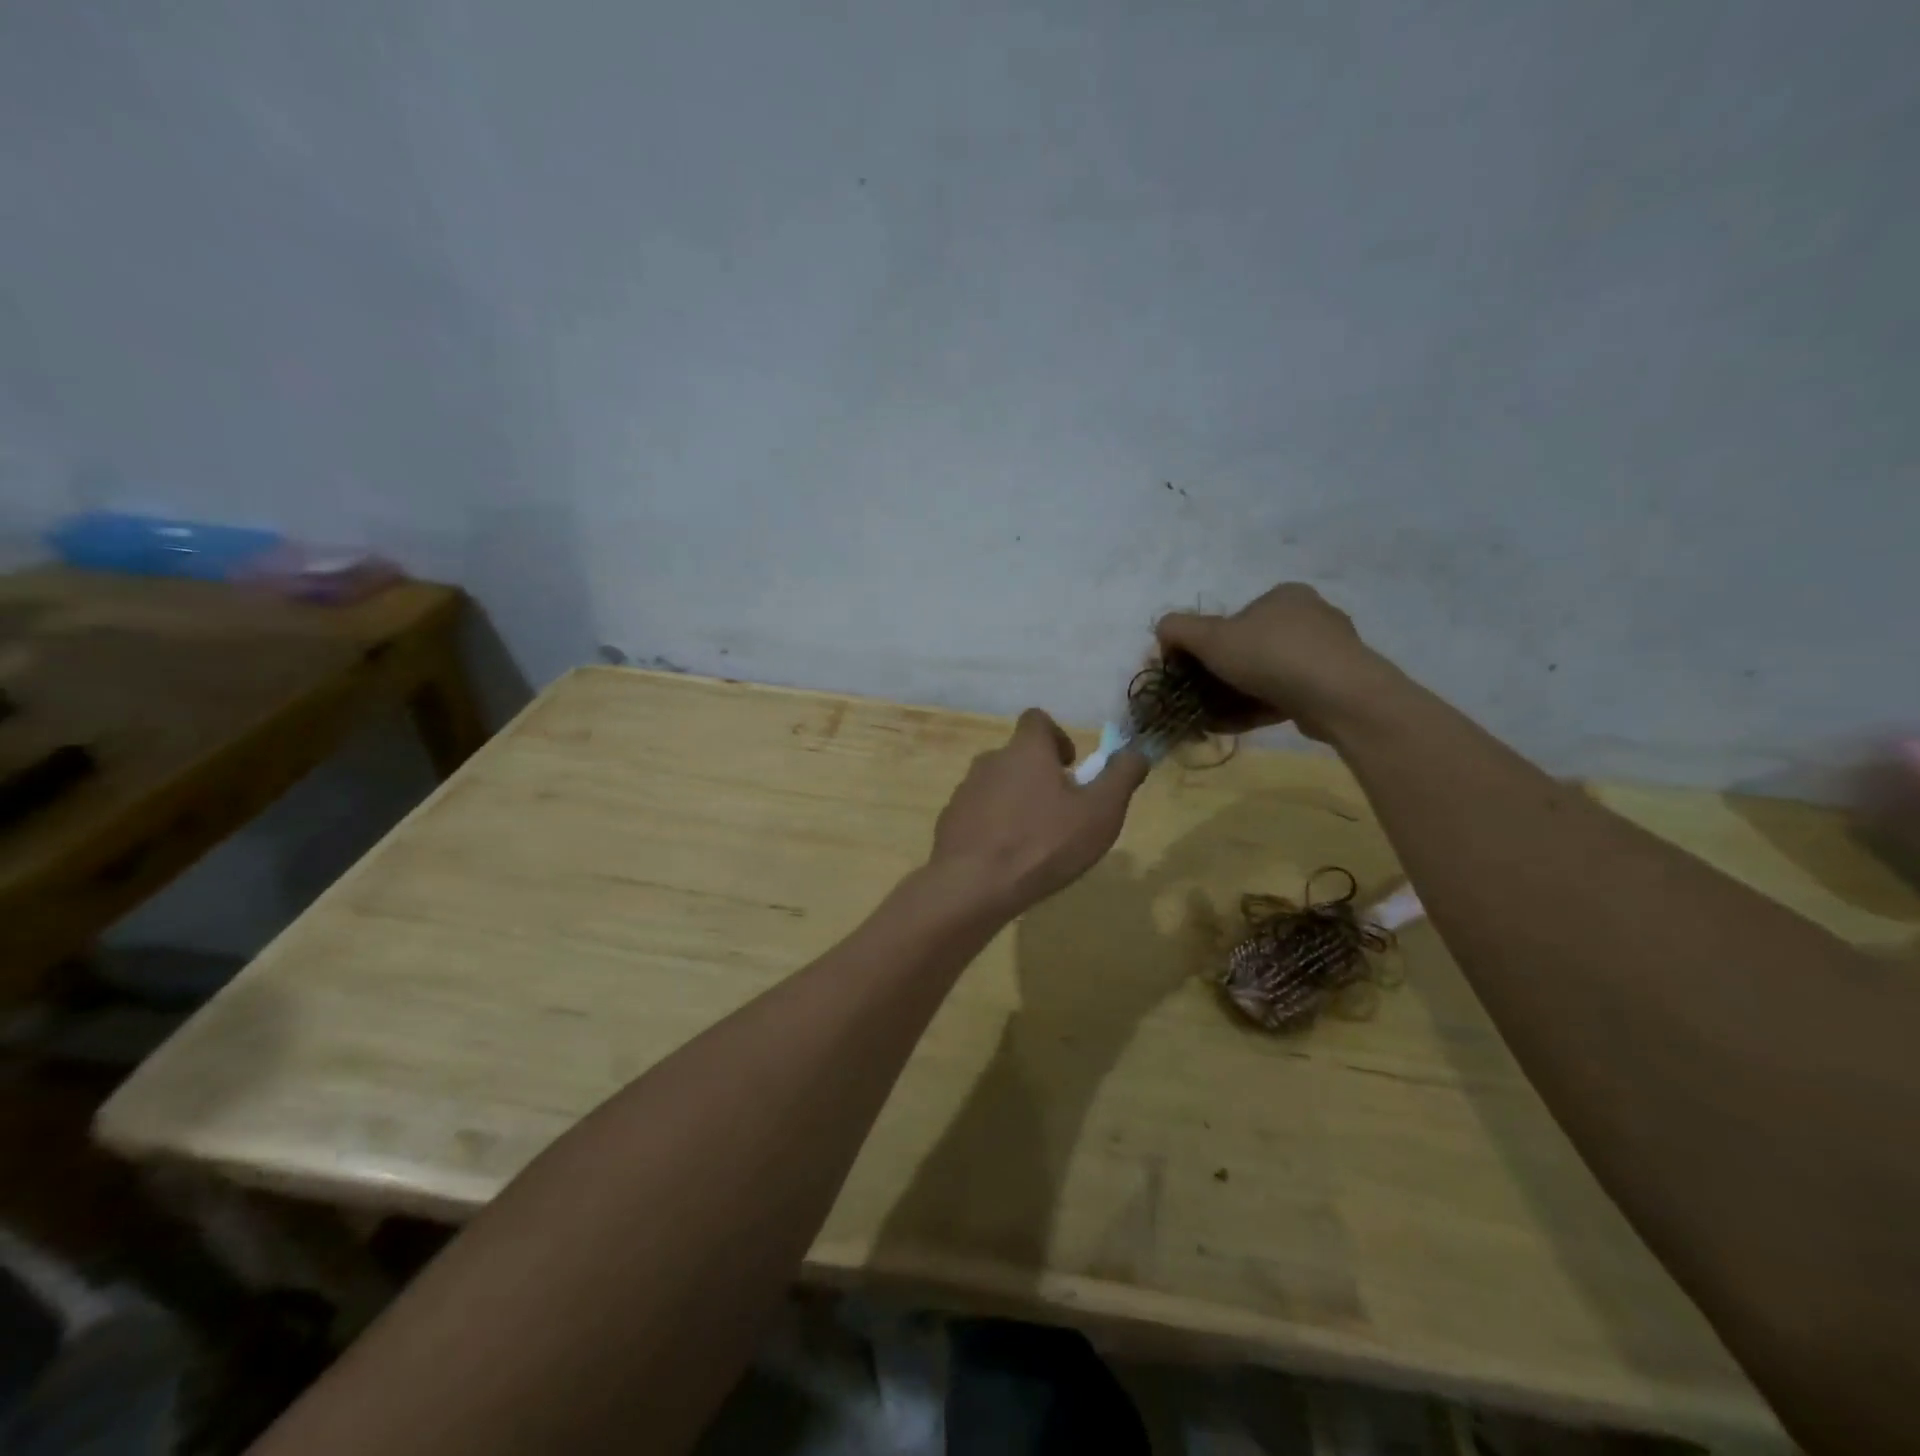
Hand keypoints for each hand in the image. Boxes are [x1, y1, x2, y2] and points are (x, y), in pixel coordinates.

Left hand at [929, 709, 1149, 914]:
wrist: (973, 885)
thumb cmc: (1044, 843)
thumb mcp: (1100, 812)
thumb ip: (1122, 776)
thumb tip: (1137, 751)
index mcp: (1025, 750)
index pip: (1037, 720)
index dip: (1057, 737)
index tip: (1072, 767)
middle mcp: (990, 761)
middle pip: (1018, 756)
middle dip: (1040, 777)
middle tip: (1061, 812)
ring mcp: (965, 791)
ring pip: (997, 786)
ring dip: (1016, 802)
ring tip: (1034, 840)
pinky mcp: (950, 821)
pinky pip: (978, 814)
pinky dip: (994, 827)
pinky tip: (1006, 859)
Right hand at [1155, 583, 1390, 741]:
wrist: (1339, 696)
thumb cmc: (1271, 656)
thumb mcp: (1211, 637)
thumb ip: (1178, 629)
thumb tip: (1162, 631)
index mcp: (1282, 596)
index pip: (1231, 619)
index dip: (1203, 647)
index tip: (1186, 672)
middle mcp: (1308, 617)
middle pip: (1246, 650)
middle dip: (1217, 677)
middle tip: (1197, 700)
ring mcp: (1325, 654)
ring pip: (1264, 676)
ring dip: (1232, 697)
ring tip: (1211, 719)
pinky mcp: (1333, 687)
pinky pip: (1284, 696)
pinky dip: (1255, 709)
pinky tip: (1233, 726)